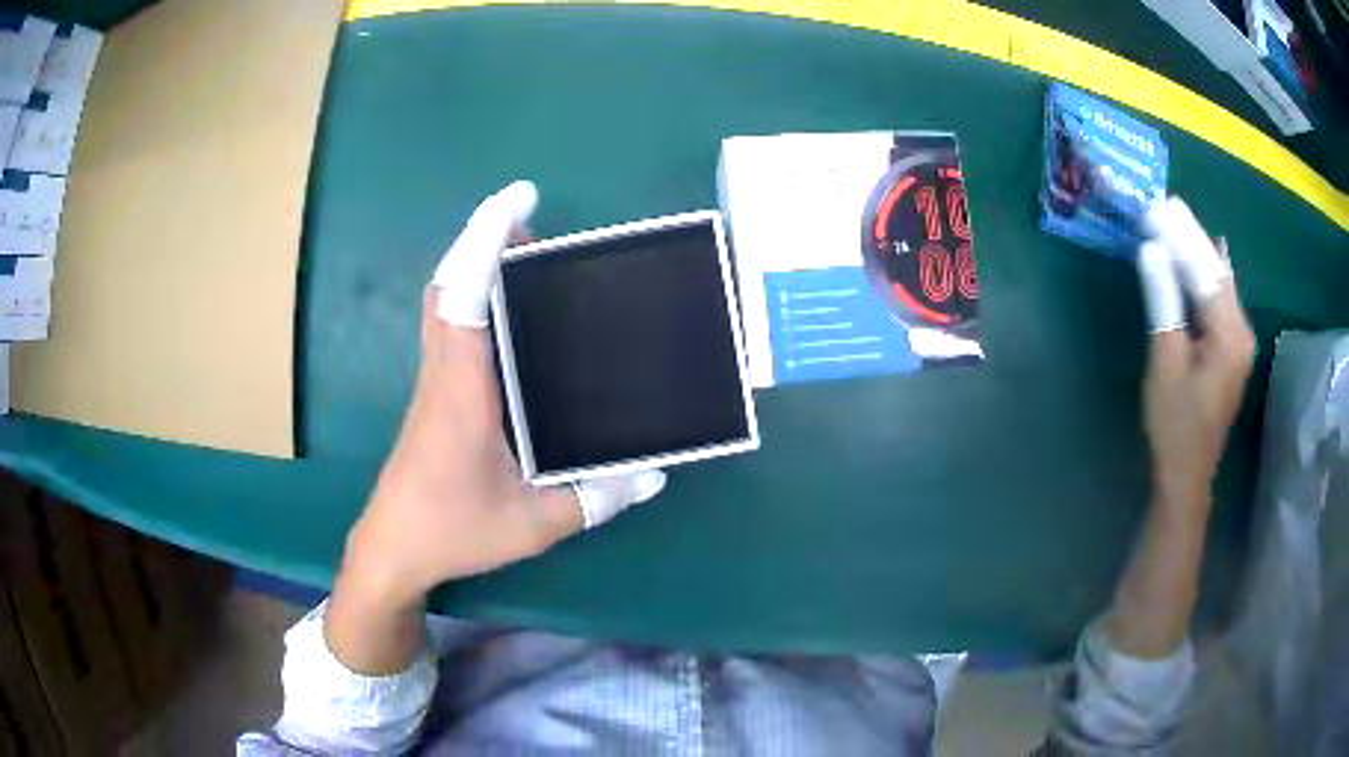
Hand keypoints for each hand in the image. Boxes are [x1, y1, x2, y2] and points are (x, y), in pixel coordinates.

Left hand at [328, 182, 664, 672]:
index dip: (485, 243)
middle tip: (532, 220)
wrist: (393, 547)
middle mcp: (444, 373)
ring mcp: (435, 381)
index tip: (518, 200)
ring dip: (475, 266)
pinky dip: (473, 298)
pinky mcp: (436, 393)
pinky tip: (508, 313)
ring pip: (444, 303)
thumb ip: (594, 498)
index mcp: (462, 392)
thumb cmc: (453, 531)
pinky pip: (450, 326)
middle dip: (482, 241)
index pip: (463, 299)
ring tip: (527, 252)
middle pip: (448, 286)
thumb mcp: (532, 524)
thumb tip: (653, 474)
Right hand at [1101, 200, 1254, 659]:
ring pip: (1221, 287)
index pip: (1206, 269)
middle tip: (1167, 208)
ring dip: (1199, 259)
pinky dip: (1209, 280)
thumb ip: (1163, 301)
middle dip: (1193, 241)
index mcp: (1230, 333)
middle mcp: (1242, 332)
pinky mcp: (1233, 353)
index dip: (1182, 237)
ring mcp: (1240, 344)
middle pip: (1217, 274)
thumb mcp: (1165, 360)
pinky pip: (1222, 304)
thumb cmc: (1175, 423)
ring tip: (1178, 225)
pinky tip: (1207, 259)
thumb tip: (1152, 248)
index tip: (1159, 205)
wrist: (1186, 475)